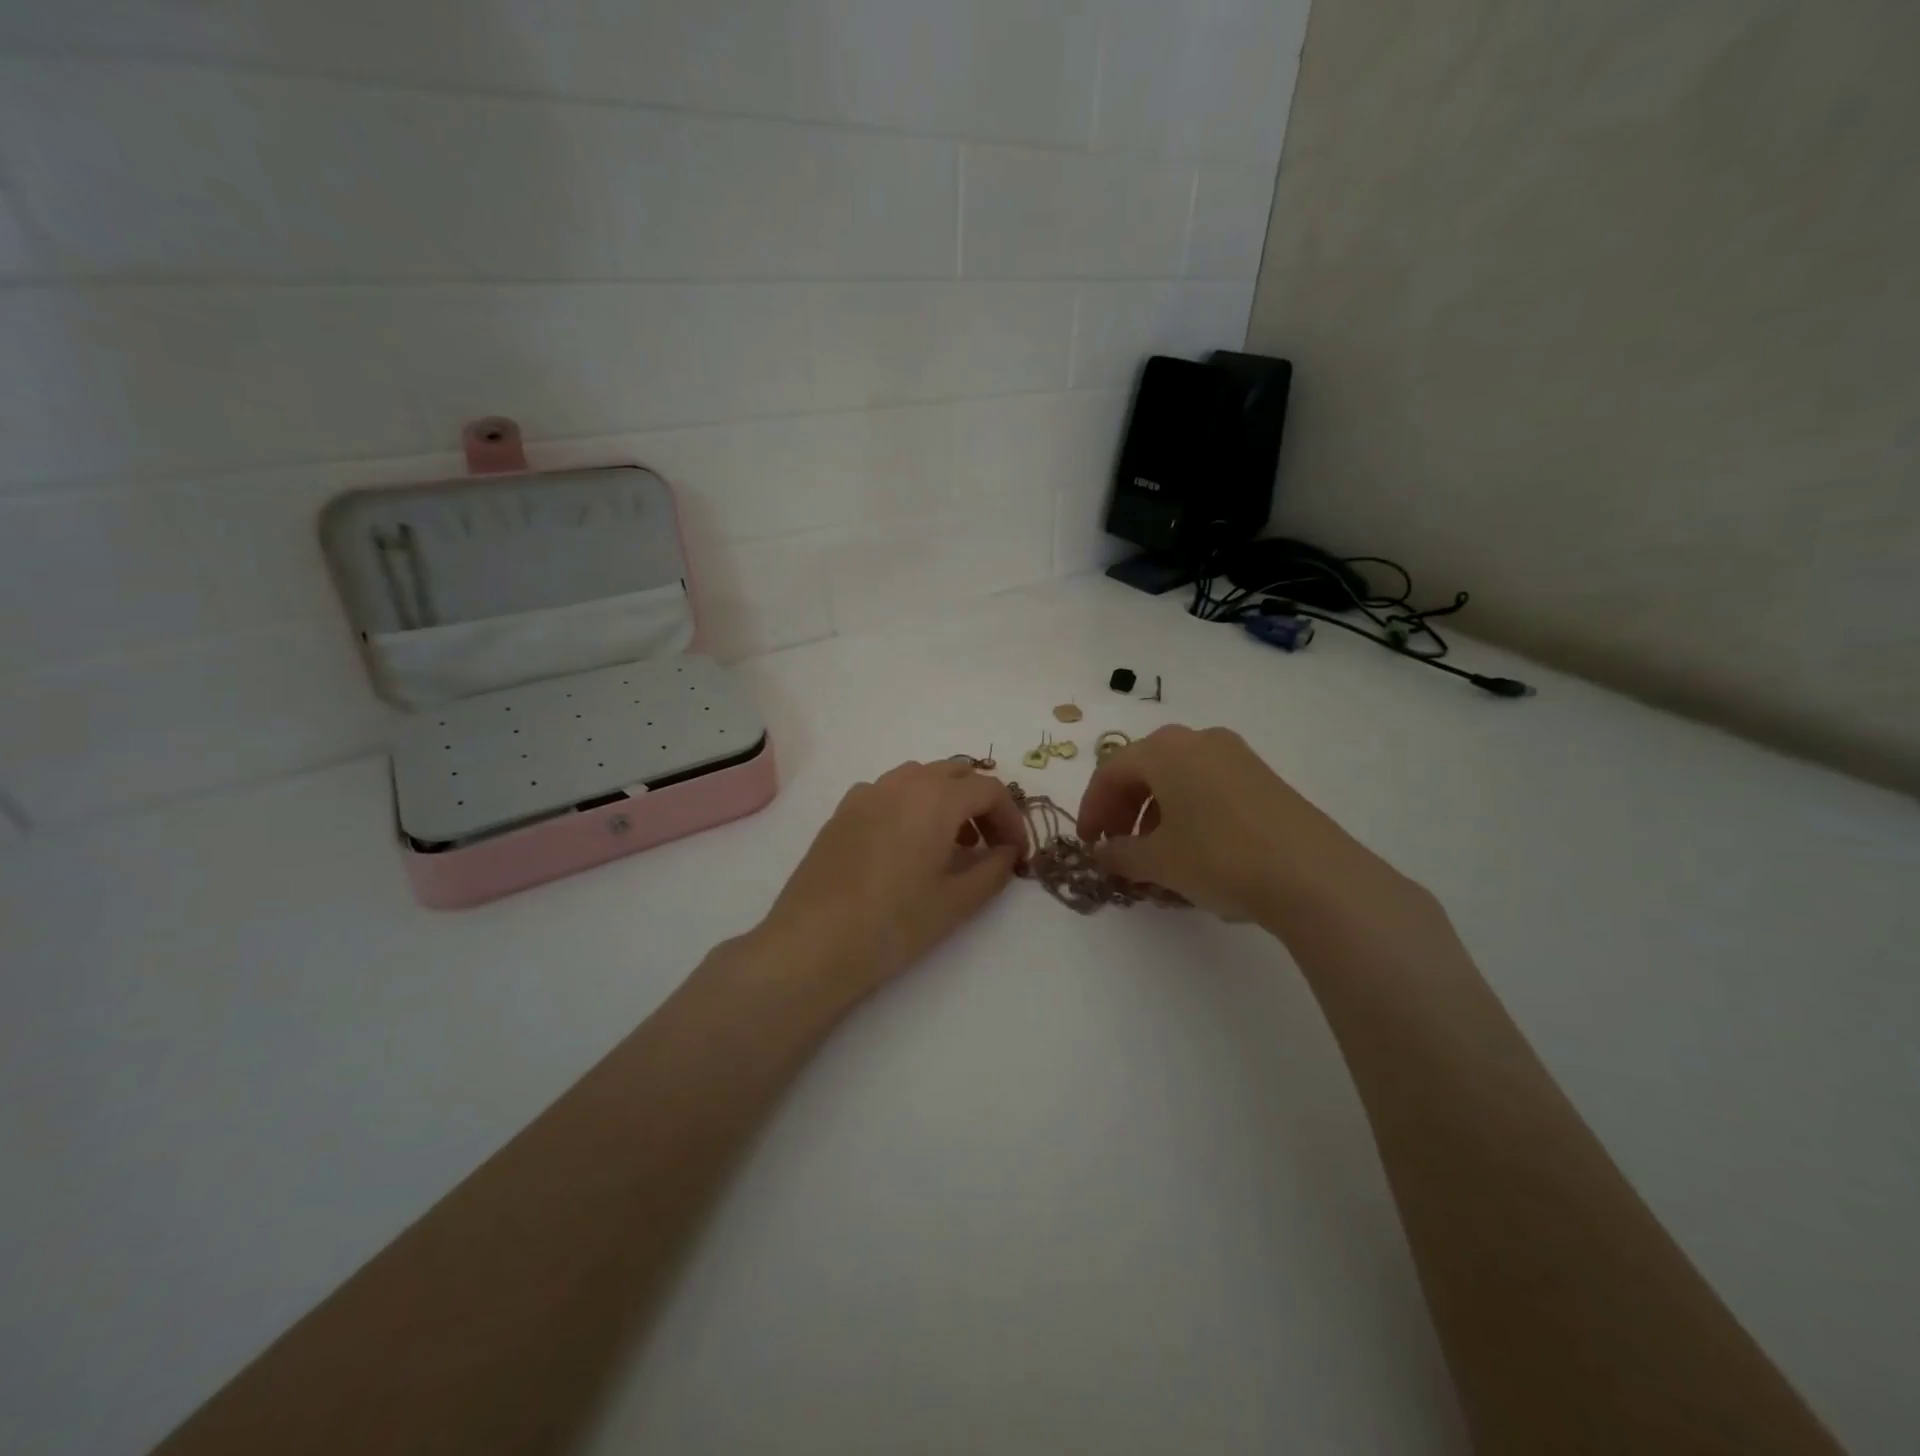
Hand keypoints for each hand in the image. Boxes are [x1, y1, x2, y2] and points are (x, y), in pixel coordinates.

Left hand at [758, 760, 1026, 998]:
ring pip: (919, 777)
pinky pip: (887, 791)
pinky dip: (910, 805)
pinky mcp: (842, 811)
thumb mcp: (956, 902)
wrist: (813, 944)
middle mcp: (902, 784)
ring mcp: (867, 794)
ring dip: (945, 800)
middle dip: (980, 803)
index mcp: (936, 798)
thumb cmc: (894, 924)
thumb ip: (993, 870)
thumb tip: (1007, 852)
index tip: (1015, 853)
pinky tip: (905, 845)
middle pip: (955, 773)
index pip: (989, 789)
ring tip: (948, 845)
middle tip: (987, 845)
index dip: (1011, 818)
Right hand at [1076, 725, 1404, 926]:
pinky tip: (1193, 850)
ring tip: (1154, 855)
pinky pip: (1208, 787)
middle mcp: (1199, 740)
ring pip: (1177, 778)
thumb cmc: (1219, 857)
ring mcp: (1236, 755)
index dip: (1091, 809)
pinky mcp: (1263, 778)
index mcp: (1165, 749)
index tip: (1088, 844)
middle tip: (1116, 848)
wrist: (1314, 876)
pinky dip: (1187, 812)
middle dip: (1122, 810)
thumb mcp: (1159, 861)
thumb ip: (1120, 854)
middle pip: (1144, 770)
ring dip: (1154, 813)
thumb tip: (1102, 853)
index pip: (1110, 772)